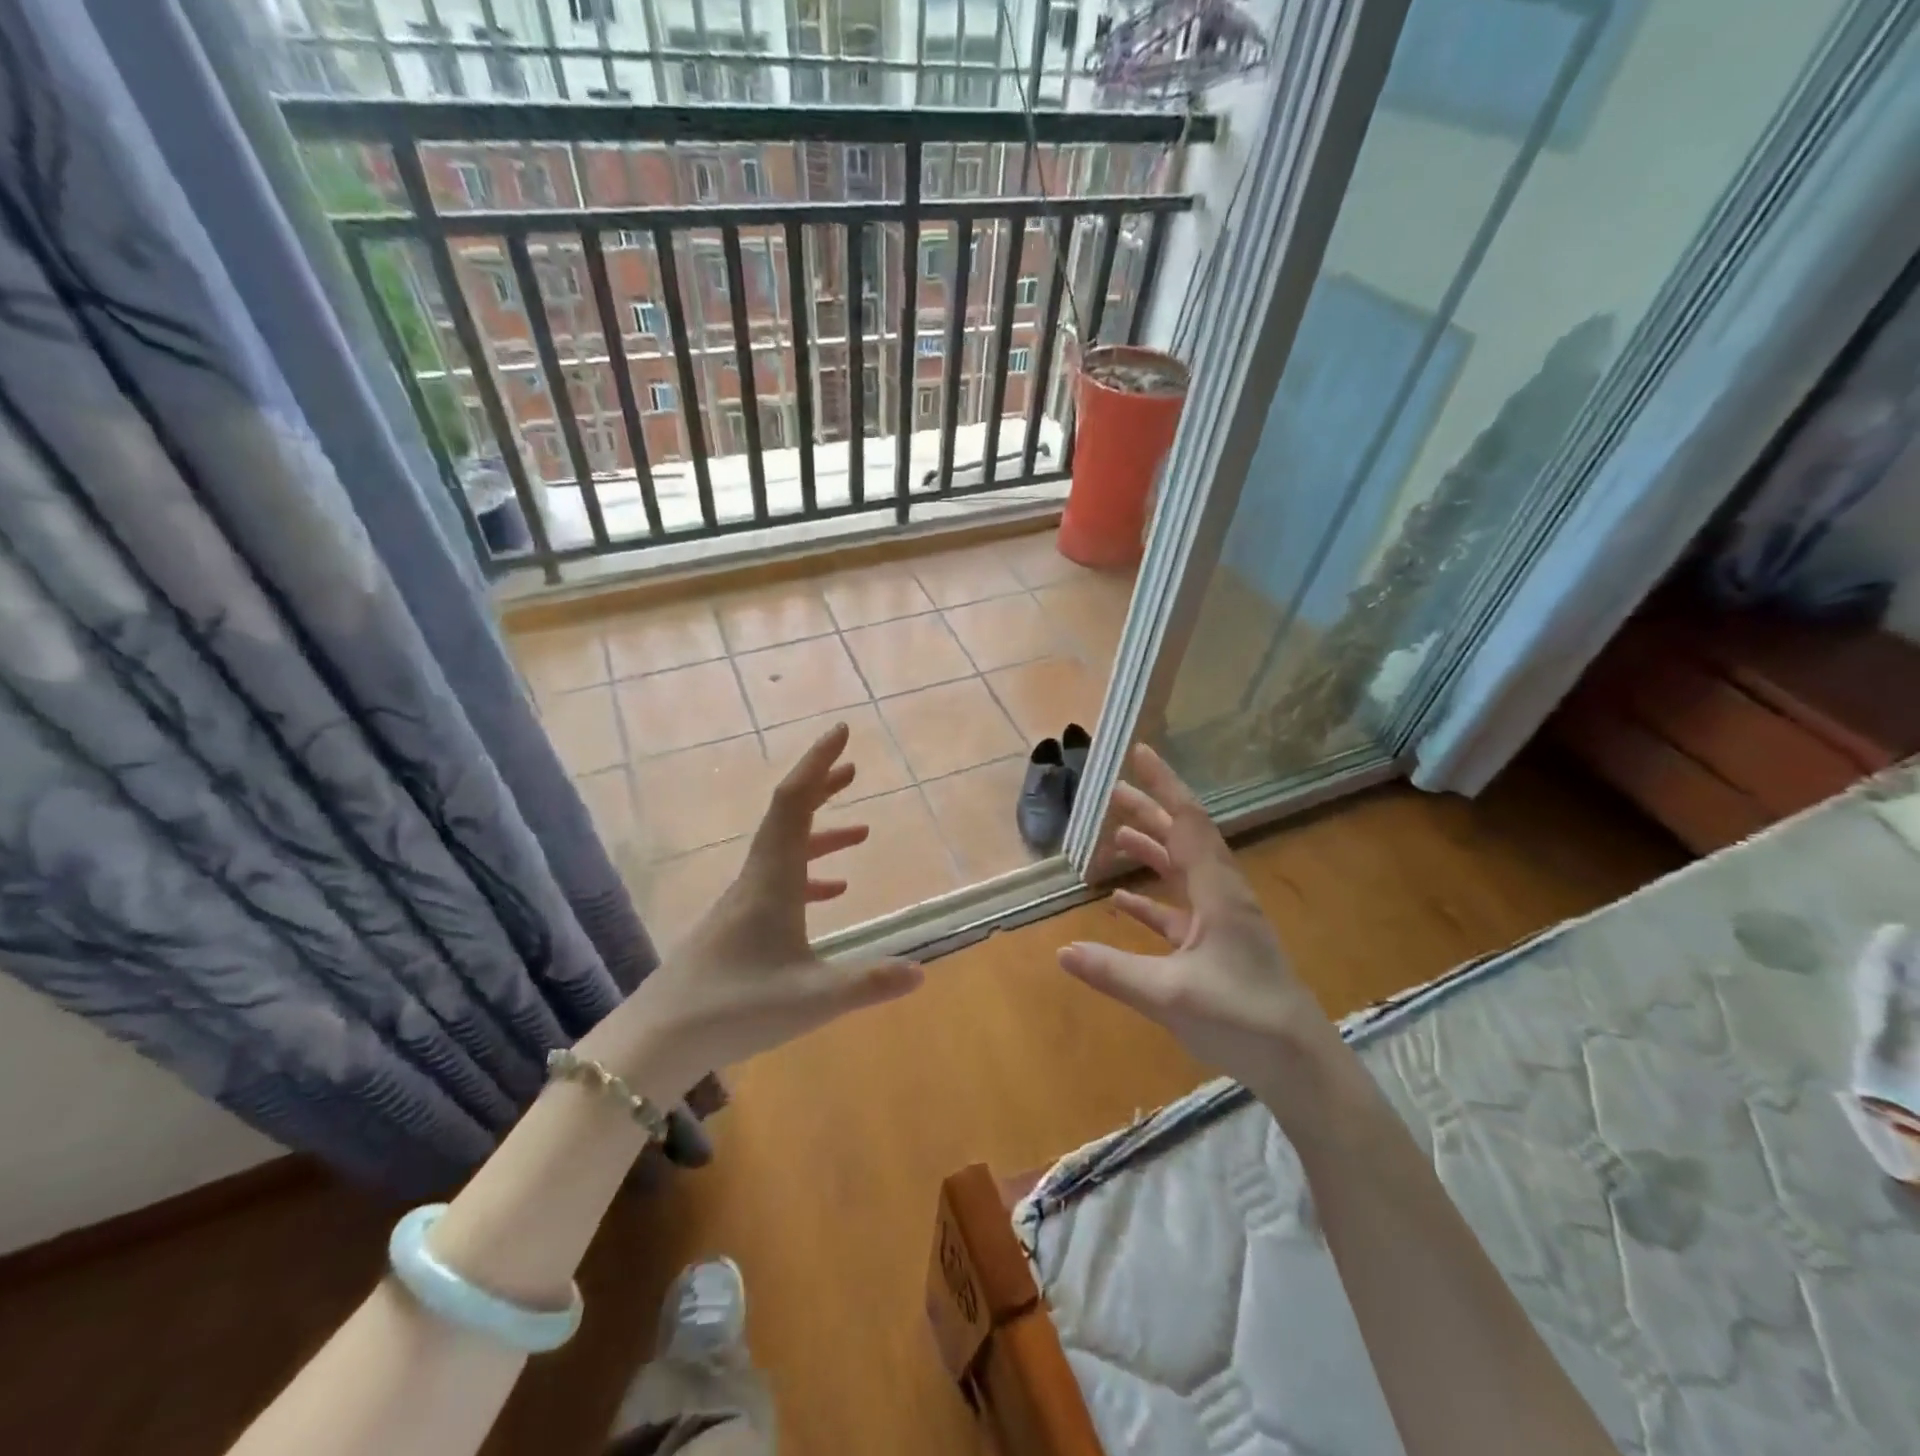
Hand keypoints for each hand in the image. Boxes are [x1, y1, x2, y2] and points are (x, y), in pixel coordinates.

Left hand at [620, 723, 922, 1074]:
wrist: (657, 1040)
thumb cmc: (735, 1008)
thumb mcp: (814, 998)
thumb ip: (870, 983)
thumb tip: (922, 973)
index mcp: (773, 880)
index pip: (795, 803)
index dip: (818, 762)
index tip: (842, 731)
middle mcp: (756, 879)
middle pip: (789, 816)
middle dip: (821, 787)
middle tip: (853, 768)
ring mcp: (743, 902)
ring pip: (785, 849)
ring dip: (821, 833)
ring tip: (861, 832)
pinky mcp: (737, 925)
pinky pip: (780, 881)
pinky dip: (809, 875)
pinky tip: (833, 893)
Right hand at [1058, 744, 1341, 1093]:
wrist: (1299, 1065)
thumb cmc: (1242, 1019)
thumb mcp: (1169, 995)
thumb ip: (1113, 971)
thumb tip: (1061, 951)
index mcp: (1218, 893)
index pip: (1188, 822)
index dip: (1163, 785)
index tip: (1139, 753)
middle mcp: (1222, 897)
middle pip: (1183, 840)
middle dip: (1150, 811)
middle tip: (1113, 790)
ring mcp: (1222, 923)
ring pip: (1182, 872)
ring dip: (1151, 851)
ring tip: (1117, 834)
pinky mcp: (1217, 949)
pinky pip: (1178, 912)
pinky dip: (1151, 901)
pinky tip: (1122, 902)